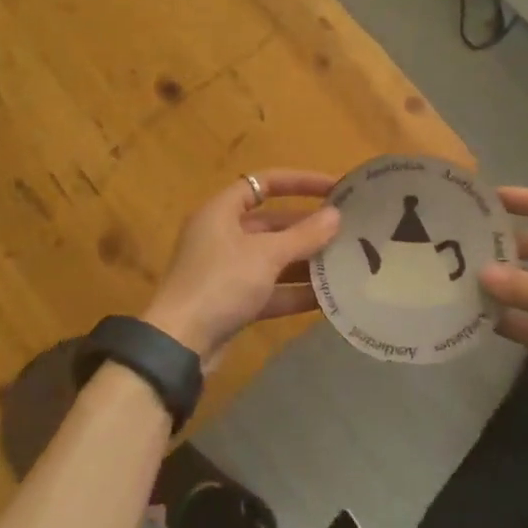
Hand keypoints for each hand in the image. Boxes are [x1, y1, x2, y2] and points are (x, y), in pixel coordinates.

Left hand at [143, 169, 340, 363]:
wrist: (180, 345)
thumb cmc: (221, 284)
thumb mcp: (266, 255)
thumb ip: (304, 235)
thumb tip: (336, 215)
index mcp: (221, 212)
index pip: (264, 183)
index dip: (299, 181)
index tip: (334, 188)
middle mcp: (222, 235)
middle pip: (272, 223)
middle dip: (308, 227)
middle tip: (347, 230)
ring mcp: (226, 270)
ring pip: (273, 258)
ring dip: (305, 261)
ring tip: (346, 262)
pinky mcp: (232, 302)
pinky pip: (270, 289)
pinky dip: (294, 291)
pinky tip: (329, 298)